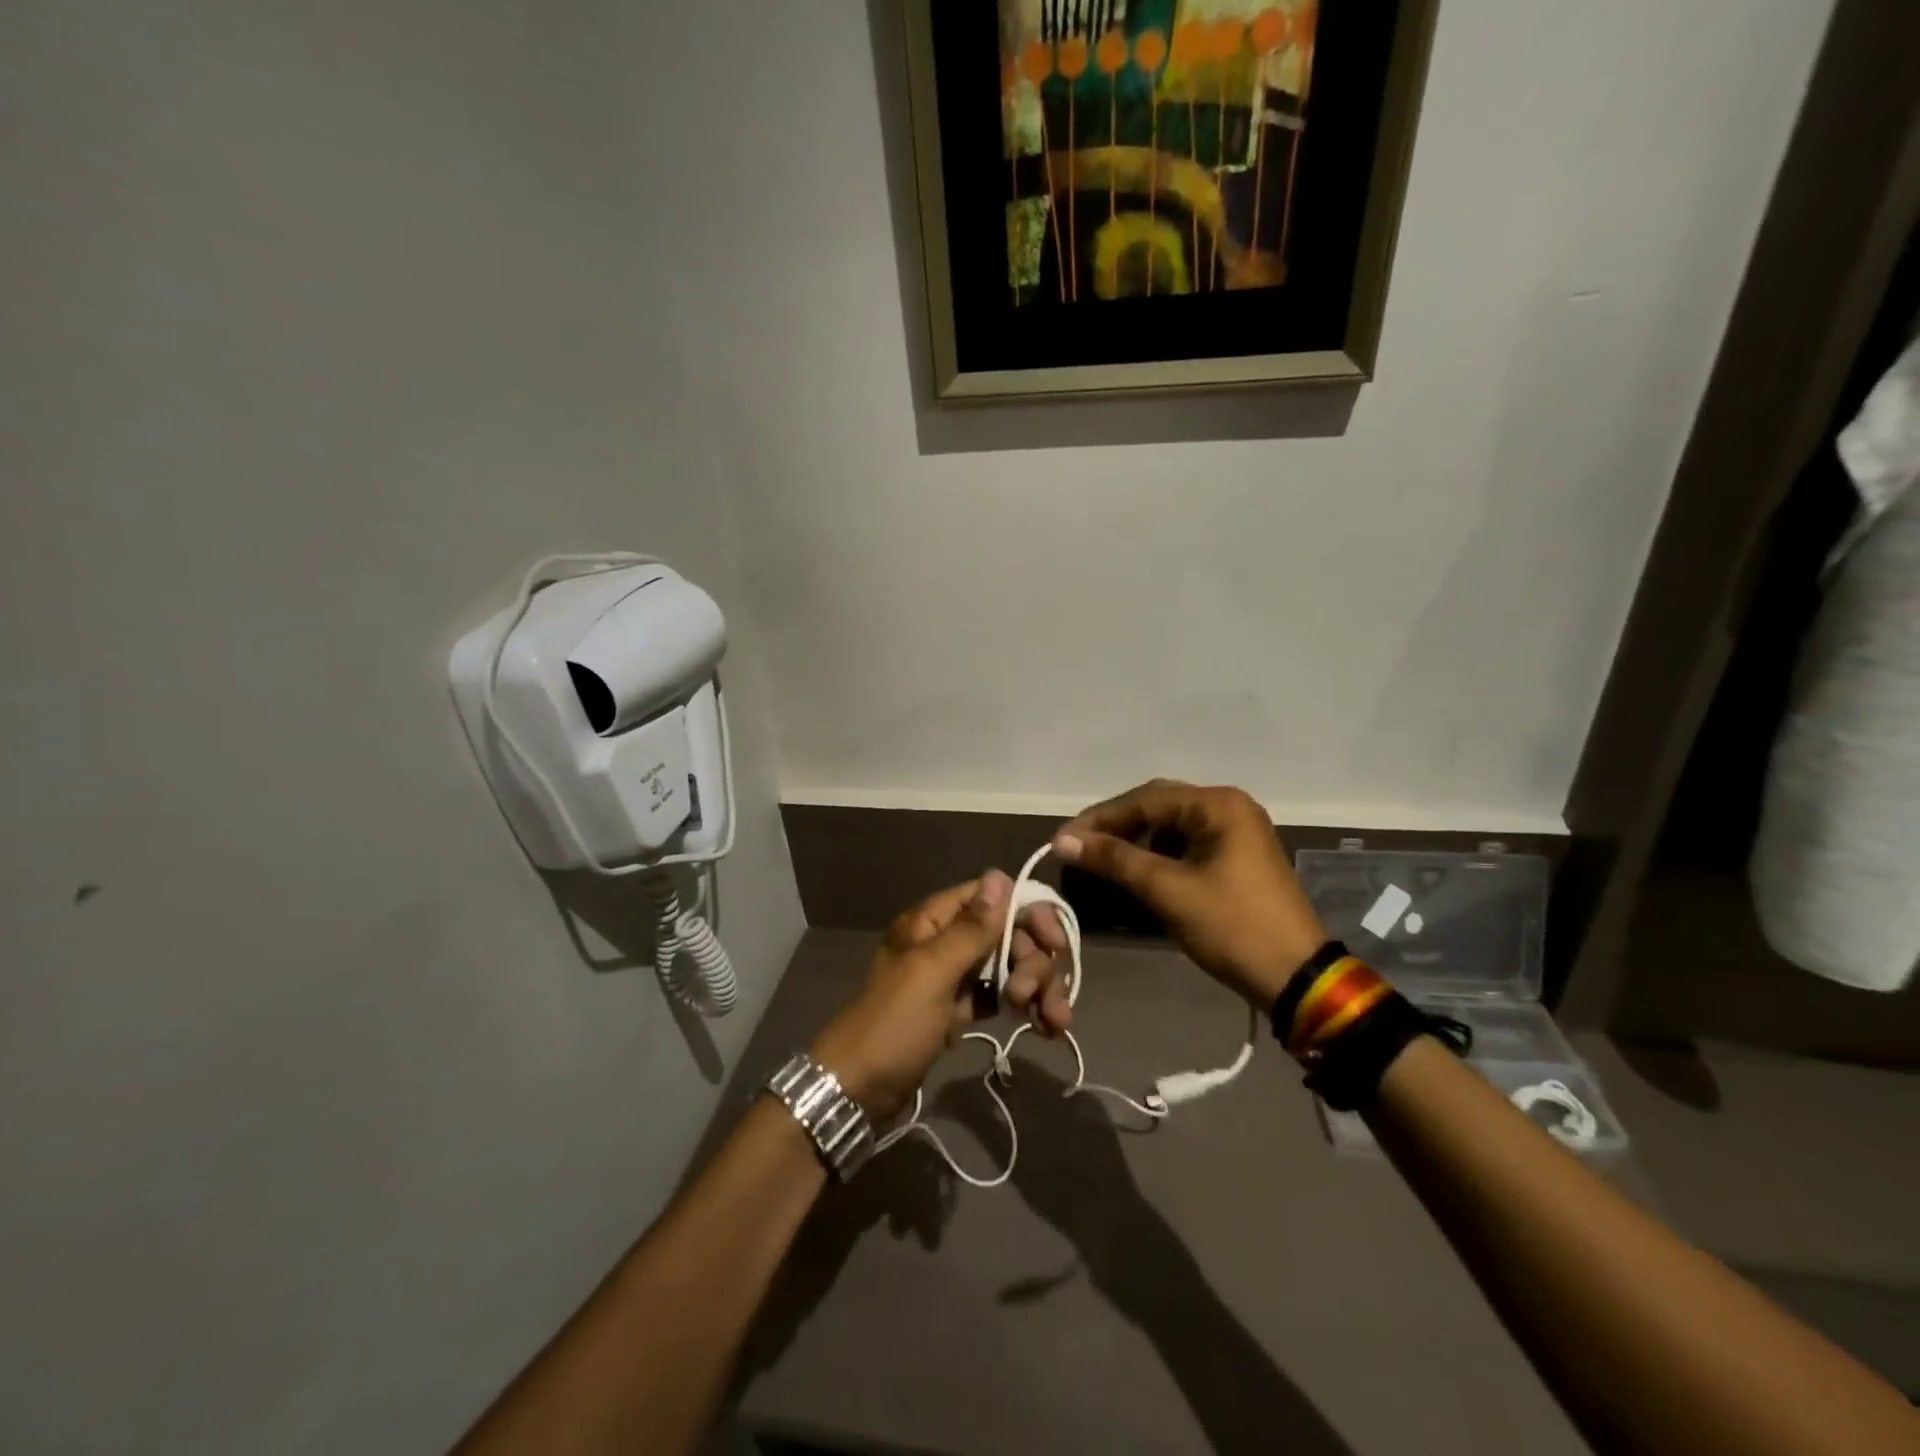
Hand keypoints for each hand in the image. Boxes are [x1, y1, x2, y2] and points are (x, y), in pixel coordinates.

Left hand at [810, 872, 1069, 1122]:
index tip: (1054, 942)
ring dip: (1036, 987)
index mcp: (931, 922)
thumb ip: (970, 928)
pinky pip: (999, 996)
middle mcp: (944, 942)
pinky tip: (1045, 1027)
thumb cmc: (893, 1025)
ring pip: (1007, 966)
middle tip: (1038, 996)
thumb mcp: (932, 972)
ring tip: (1054, 1021)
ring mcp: (952, 978)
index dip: (1026, 913)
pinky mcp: (958, 1011)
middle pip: (1005, 933)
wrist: (857, 1092)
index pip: (989, 897)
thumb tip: (1000, 875)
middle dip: (1033, 961)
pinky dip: (1023, 1006)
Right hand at [1053, 780, 1324, 1009]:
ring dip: (1136, 838)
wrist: (1296, 978)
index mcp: (1218, 805)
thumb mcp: (1168, 890)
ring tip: (1102, 857)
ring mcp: (1238, 831)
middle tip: (1078, 846)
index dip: (1099, 818)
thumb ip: (1115, 859)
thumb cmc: (1232, 927)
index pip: (1145, 799)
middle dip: (1116, 825)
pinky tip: (1138, 869)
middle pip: (1159, 805)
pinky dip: (1158, 852)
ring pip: (1172, 824)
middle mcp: (1230, 807)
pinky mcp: (1239, 856)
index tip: (1063, 839)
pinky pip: (1188, 842)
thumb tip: (1063, 841)